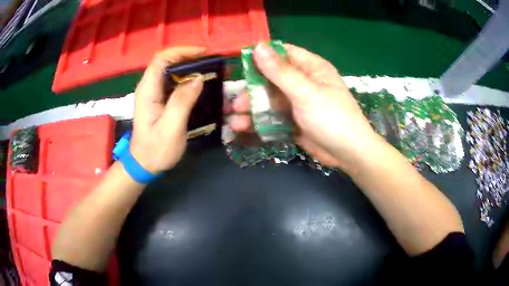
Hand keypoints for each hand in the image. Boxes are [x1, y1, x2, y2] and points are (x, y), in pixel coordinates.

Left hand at [130, 47, 205, 173]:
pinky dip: (189, 81)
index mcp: (148, 90)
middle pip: (168, 62)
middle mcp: (149, 87)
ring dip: (191, 69)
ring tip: (211, 72)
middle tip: (212, 63)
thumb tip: (198, 78)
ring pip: (172, 72)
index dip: (182, 51)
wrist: (144, 164)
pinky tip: (202, 86)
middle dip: (190, 59)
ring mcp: (154, 94)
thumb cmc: (156, 149)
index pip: (161, 59)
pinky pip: (174, 84)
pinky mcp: (160, 101)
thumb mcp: (171, 128)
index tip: (203, 54)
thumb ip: (182, 101)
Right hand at [230, 43, 376, 171]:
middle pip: (272, 79)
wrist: (348, 154)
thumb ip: (280, 71)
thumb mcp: (306, 92)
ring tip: (235, 120)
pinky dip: (260, 122)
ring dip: (253, 109)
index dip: (262, 56)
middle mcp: (303, 82)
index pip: (283, 53)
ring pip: (270, 100)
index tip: (241, 63)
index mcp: (311, 68)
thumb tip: (258, 46)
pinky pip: (274, 117)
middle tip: (236, 102)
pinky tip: (244, 129)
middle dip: (252, 90)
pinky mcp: (294, 121)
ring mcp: (298, 103)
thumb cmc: (332, 118)